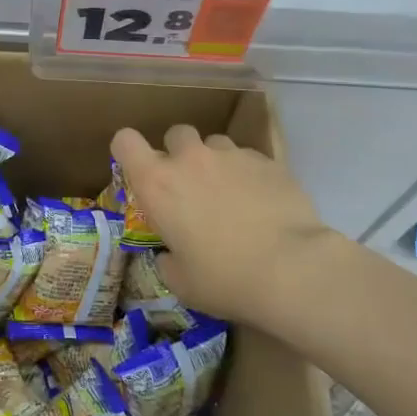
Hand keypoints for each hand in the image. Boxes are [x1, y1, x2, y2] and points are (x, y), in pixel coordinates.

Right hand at [112, 124, 342, 326]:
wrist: (291, 269)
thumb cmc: (224, 279)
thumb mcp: (181, 281)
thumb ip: (168, 259)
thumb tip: (170, 254)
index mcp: (158, 183)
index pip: (125, 141)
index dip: (128, 151)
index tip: (139, 170)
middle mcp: (191, 159)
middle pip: (175, 134)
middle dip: (179, 153)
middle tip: (190, 186)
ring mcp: (232, 155)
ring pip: (216, 143)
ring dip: (216, 162)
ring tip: (231, 194)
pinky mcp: (268, 161)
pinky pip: (249, 158)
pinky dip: (249, 174)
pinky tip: (262, 203)